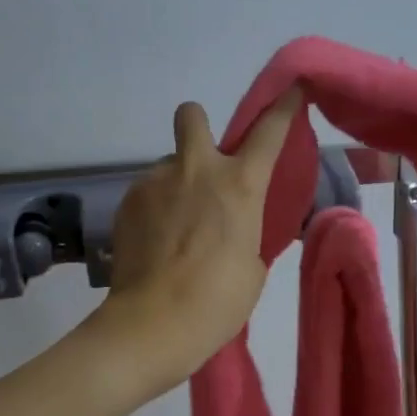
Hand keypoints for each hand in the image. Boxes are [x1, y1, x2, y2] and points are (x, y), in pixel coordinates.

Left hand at [94, 91, 300, 398]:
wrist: (152, 324)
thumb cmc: (217, 301)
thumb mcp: (252, 266)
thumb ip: (246, 230)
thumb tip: (231, 222)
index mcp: (240, 185)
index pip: (269, 130)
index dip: (282, 107)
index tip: (290, 91)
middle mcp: (197, 170)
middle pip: (193, 116)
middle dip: (199, 127)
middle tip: (203, 167)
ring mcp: (155, 182)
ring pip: (168, 165)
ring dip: (176, 184)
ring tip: (175, 229)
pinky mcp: (126, 202)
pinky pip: (147, 192)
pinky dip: (155, 208)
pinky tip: (155, 244)